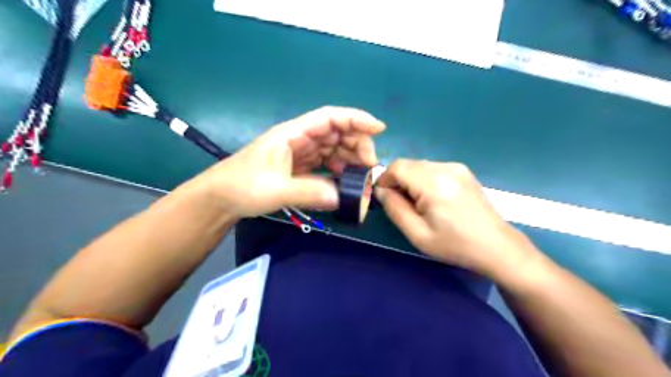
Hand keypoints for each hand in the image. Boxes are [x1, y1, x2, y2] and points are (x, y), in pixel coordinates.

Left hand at [192, 107, 385, 217]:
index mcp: (293, 134)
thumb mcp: (275, 189)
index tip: (379, 128)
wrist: (222, 198)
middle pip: (337, 132)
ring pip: (334, 148)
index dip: (356, 119)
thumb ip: (309, 192)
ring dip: (351, 158)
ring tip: (361, 176)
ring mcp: (301, 154)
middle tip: (369, 166)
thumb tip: (342, 196)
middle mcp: (300, 139)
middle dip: (358, 143)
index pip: (329, 118)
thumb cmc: (243, 186)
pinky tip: (344, 181)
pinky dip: (339, 170)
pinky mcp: (301, 168)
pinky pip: (326, 163)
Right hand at [377, 159, 538, 278]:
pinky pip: (433, 168)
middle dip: (397, 180)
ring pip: (419, 165)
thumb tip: (380, 190)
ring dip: (410, 180)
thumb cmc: (455, 245)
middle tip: (401, 204)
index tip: (384, 197)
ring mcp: (457, 167)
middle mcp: (446, 168)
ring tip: (418, 204)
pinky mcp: (463, 171)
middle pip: (408, 164)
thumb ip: (394, 209)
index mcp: (434, 184)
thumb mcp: (418, 234)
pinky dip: (423, 179)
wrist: (496, 246)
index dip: (384, 179)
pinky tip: (432, 198)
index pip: (397, 167)